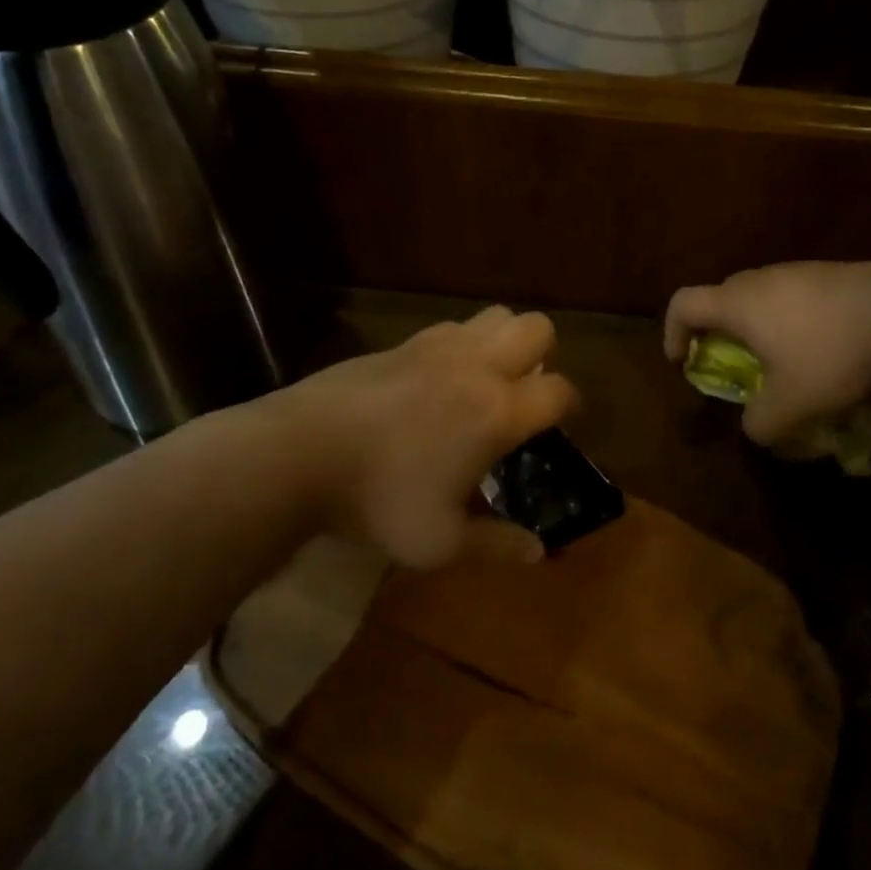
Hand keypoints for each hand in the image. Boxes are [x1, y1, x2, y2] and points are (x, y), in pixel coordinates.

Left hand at [273, 306, 577, 568]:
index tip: (561, 427)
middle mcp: (478, 366)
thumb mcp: (440, 542)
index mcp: (497, 411)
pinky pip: (454, 326)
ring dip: (505, 341)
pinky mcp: (405, 341)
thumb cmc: (378, 500)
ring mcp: (440, 346)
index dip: (570, 407)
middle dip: (545, 356)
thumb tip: (537, 553)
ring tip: (485, 381)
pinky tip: (439, 379)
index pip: (560, 390)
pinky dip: (464, 343)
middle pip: (538, 329)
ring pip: (497, 316)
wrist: (300, 452)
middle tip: (523, 394)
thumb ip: (495, 544)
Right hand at [665, 262, 870, 446]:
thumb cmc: (830, 353)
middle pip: (720, 299)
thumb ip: (760, 422)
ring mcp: (797, 271)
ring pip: (760, 297)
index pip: (682, 304)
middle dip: (717, 333)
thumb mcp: (791, 404)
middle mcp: (759, 279)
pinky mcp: (830, 274)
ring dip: (758, 328)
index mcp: (736, 303)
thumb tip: (754, 427)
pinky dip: (791, 320)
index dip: (672, 333)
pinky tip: (822, 347)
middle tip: (734, 365)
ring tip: (783, 361)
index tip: (684, 362)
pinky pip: (793, 296)